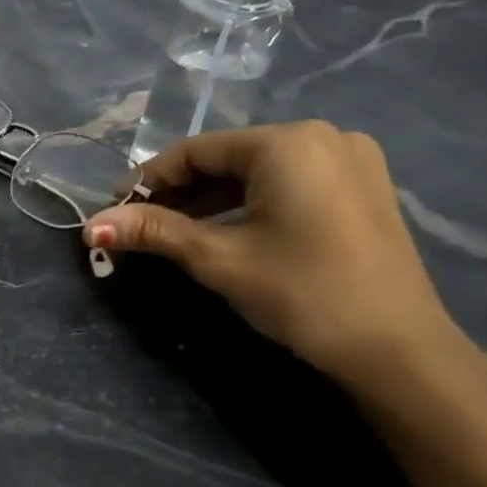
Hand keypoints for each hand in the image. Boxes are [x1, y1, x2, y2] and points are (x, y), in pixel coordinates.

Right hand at [84, 121, 467, 384]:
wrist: (397, 349)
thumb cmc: (301, 291)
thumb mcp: (217, 257)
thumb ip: (152, 231)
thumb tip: (89, 224)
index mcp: (287, 143)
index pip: (195, 151)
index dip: (147, 180)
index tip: (114, 210)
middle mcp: (322, 137)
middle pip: (226, 158)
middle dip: (178, 192)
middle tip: (140, 225)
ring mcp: (349, 160)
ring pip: (255, 171)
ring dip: (209, 198)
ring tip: (173, 232)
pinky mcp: (361, 187)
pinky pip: (286, 182)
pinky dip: (247, 202)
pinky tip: (223, 230)